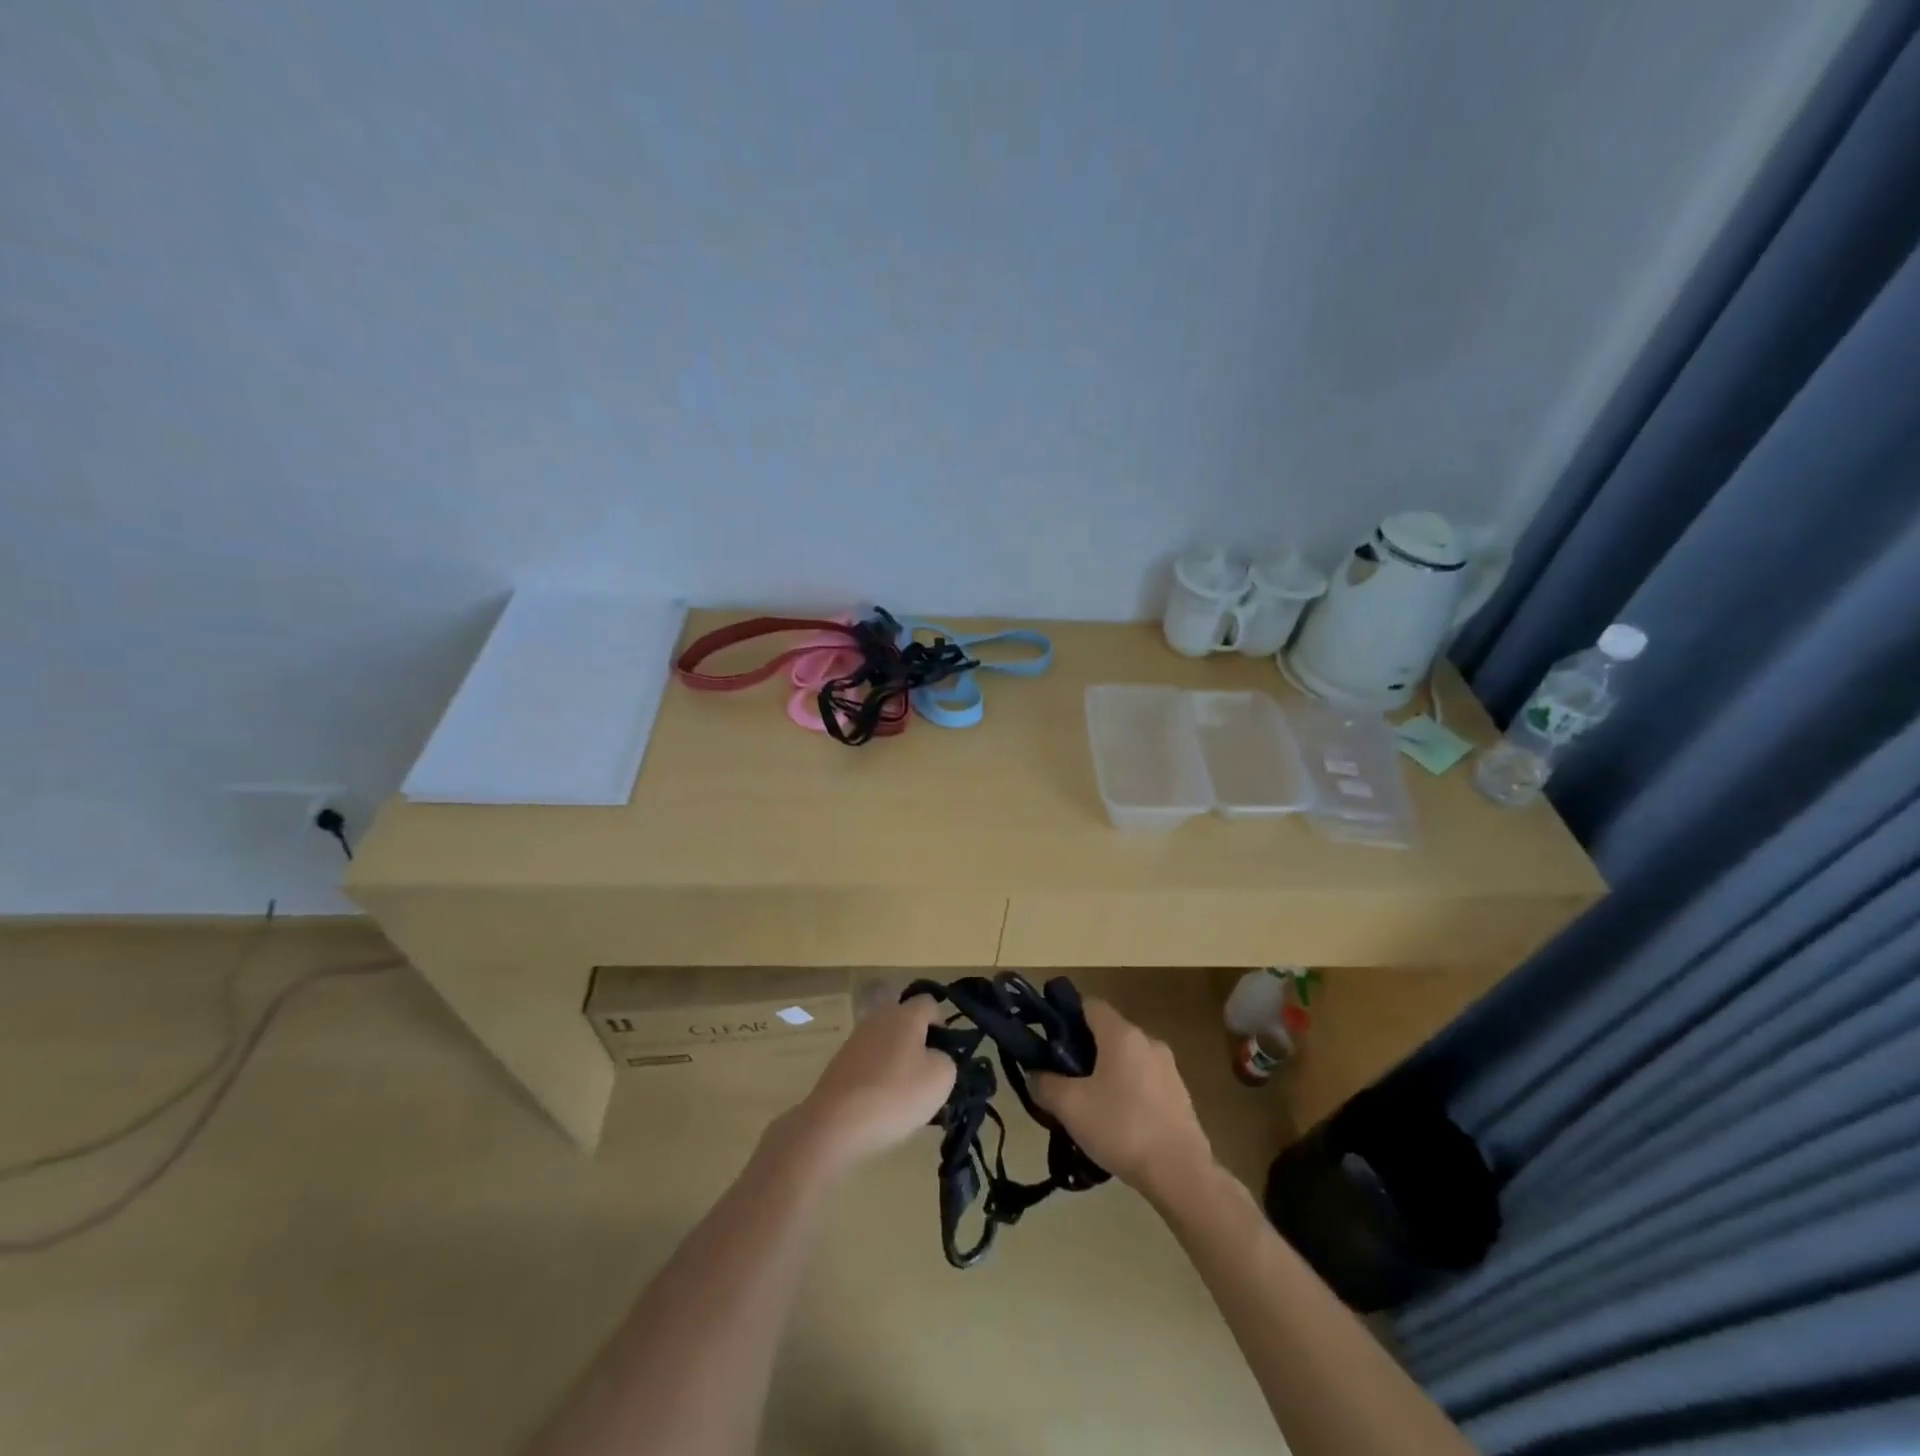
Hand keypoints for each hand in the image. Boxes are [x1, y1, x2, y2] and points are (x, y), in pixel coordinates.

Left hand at [781, 995, 954, 1174]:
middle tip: (928, 1076)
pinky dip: (878, 1077)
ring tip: (905, 1097)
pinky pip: (869, 1062)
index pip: (929, 1003)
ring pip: (887, 1043)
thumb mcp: (941, 1079)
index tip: (945, 1052)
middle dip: (919, 1044)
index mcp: (905, 1015)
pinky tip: (880, 1105)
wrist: (835, 1124)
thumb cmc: (895, 1095)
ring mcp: (855, 1039)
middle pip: (905, 1022)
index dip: (941, 1024)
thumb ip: (946, 1060)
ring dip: (898, 1062)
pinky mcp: (840, 1063)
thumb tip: (935, 1057)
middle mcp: (878, 1018)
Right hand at [1031, 998, 1213, 1193]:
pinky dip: (1127, 1091)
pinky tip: (1117, 1122)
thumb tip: (1034, 1074)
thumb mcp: (1070, 1107)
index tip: (1048, 1041)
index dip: (1065, 1016)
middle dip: (1083, 1050)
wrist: (1181, 1174)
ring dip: (1106, 1073)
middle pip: (1107, 1033)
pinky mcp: (1180, 1094)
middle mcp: (1148, 1041)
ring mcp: (1168, 1068)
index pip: (1089, 1004)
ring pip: (1126, 1059)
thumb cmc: (1121, 1128)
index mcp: (1122, 1034)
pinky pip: (1144, 1081)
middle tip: (1063, 1078)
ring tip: (1088, 1105)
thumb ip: (1045, 1084)